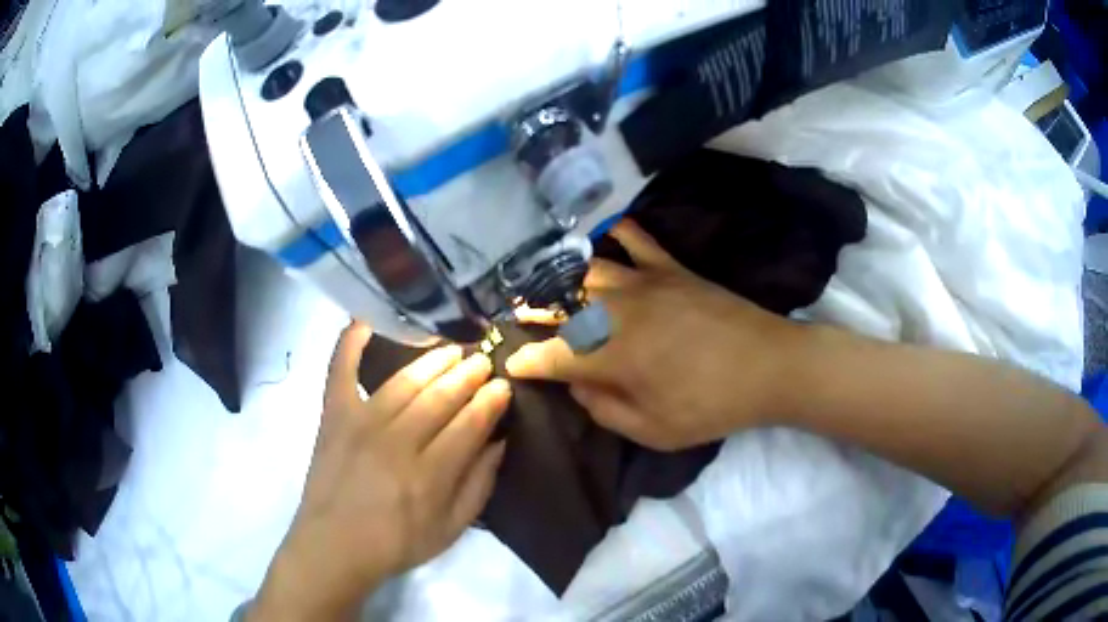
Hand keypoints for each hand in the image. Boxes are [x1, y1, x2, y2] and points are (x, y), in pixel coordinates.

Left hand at [250, 323, 510, 620]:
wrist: (334, 545)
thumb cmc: (396, 543)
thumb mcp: (451, 529)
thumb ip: (479, 486)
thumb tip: (500, 442)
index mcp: (430, 475)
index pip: (470, 424)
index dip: (490, 401)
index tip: (503, 385)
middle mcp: (397, 442)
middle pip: (440, 397)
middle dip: (468, 374)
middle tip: (483, 360)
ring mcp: (361, 423)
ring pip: (404, 381)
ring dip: (433, 360)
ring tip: (452, 348)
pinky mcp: (334, 415)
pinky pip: (341, 370)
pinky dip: (350, 342)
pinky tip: (365, 319)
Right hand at [506, 221, 800, 450]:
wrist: (768, 366)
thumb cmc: (711, 405)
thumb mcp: (654, 431)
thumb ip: (605, 410)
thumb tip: (578, 386)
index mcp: (613, 356)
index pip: (553, 355)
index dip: (527, 360)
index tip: (511, 363)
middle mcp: (619, 312)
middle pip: (562, 304)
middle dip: (533, 309)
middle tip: (518, 313)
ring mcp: (646, 283)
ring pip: (590, 271)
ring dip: (561, 276)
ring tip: (546, 280)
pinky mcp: (672, 269)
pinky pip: (638, 241)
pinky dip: (619, 233)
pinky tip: (606, 232)